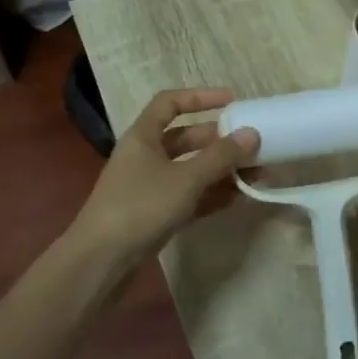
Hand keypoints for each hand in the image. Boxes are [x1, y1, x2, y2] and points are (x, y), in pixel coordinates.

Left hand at [66, 88, 259, 279]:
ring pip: (190, 169)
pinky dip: (211, 195)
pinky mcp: (156, 214)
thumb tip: (252, 134)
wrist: (101, 261)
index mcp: (143, 136)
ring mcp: (150, 186)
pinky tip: (238, 198)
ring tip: (256, 174)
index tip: (232, 101)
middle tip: (252, 145)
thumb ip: (220, 157)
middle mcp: (145, 156)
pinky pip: (189, 196)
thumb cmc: (140, 207)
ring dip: (221, 170)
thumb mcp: (185, 179)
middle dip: (219, 140)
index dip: (200, 97)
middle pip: (186, 138)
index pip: (170, 103)